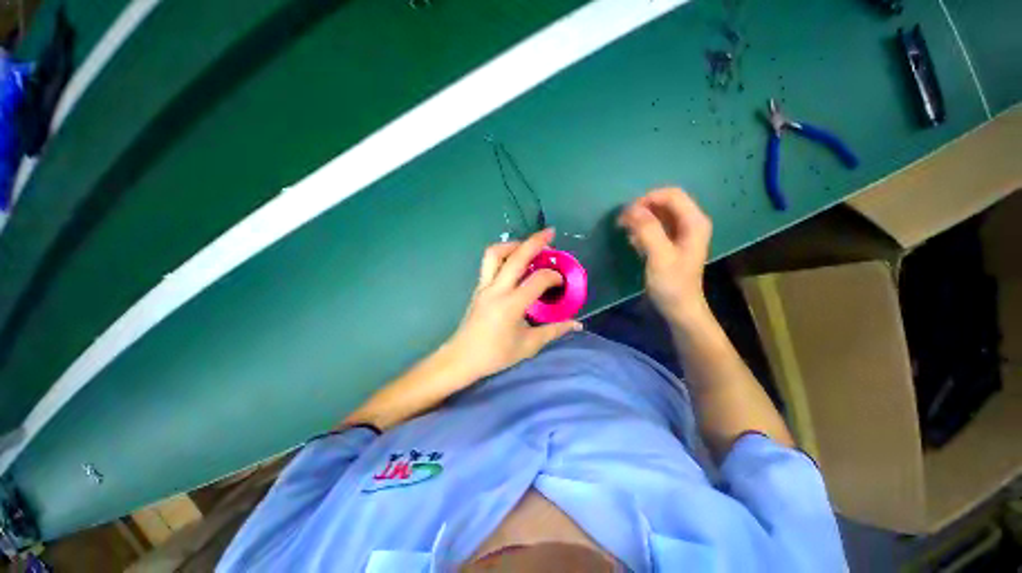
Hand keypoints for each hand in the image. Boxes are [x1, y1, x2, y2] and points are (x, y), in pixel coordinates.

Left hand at [446, 228, 582, 378]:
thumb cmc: (495, 355)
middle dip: (535, 241)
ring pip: (495, 253)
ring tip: (527, 246)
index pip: (538, 280)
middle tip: (550, 233)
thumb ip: (554, 330)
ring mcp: (484, 286)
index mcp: (512, 305)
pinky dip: (503, 255)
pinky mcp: (478, 287)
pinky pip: (489, 263)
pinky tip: (514, 263)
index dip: (553, 276)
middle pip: (516, 256)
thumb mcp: (529, 345)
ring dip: (513, 245)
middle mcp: (497, 289)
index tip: (561, 282)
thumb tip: (576, 324)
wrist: (462, 358)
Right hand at [618, 188, 712, 324]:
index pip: (671, 195)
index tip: (627, 214)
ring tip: (625, 232)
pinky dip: (642, 230)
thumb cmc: (672, 284)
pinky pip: (654, 227)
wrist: (679, 308)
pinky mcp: (670, 242)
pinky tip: (633, 241)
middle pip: (664, 202)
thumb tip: (630, 209)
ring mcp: (681, 232)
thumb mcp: (659, 256)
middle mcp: (690, 222)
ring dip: (640, 219)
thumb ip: (648, 230)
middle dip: (642, 209)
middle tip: (622, 222)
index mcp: (694, 222)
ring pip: (658, 214)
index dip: (648, 199)